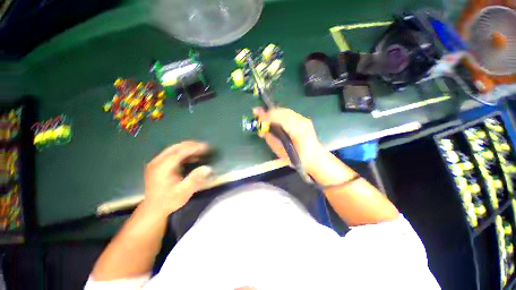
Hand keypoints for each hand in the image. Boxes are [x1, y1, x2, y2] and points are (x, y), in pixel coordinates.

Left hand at [143, 141, 211, 215]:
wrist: (153, 209)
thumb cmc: (169, 201)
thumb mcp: (183, 192)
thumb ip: (195, 180)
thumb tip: (208, 168)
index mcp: (162, 167)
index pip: (179, 152)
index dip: (193, 148)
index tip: (206, 147)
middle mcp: (157, 162)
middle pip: (176, 148)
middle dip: (191, 145)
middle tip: (205, 147)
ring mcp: (157, 162)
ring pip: (174, 149)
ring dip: (188, 148)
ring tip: (200, 151)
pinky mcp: (158, 165)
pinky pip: (172, 154)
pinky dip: (183, 153)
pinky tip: (191, 157)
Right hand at [253, 107, 327, 174]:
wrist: (316, 157)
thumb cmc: (298, 159)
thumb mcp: (281, 152)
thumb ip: (272, 140)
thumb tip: (263, 130)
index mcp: (298, 133)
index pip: (282, 119)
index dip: (269, 116)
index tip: (258, 116)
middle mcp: (302, 123)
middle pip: (283, 112)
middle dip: (269, 112)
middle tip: (257, 113)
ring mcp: (304, 120)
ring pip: (286, 111)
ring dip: (274, 112)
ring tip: (263, 115)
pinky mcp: (304, 119)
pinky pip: (289, 113)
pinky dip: (279, 114)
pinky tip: (273, 117)